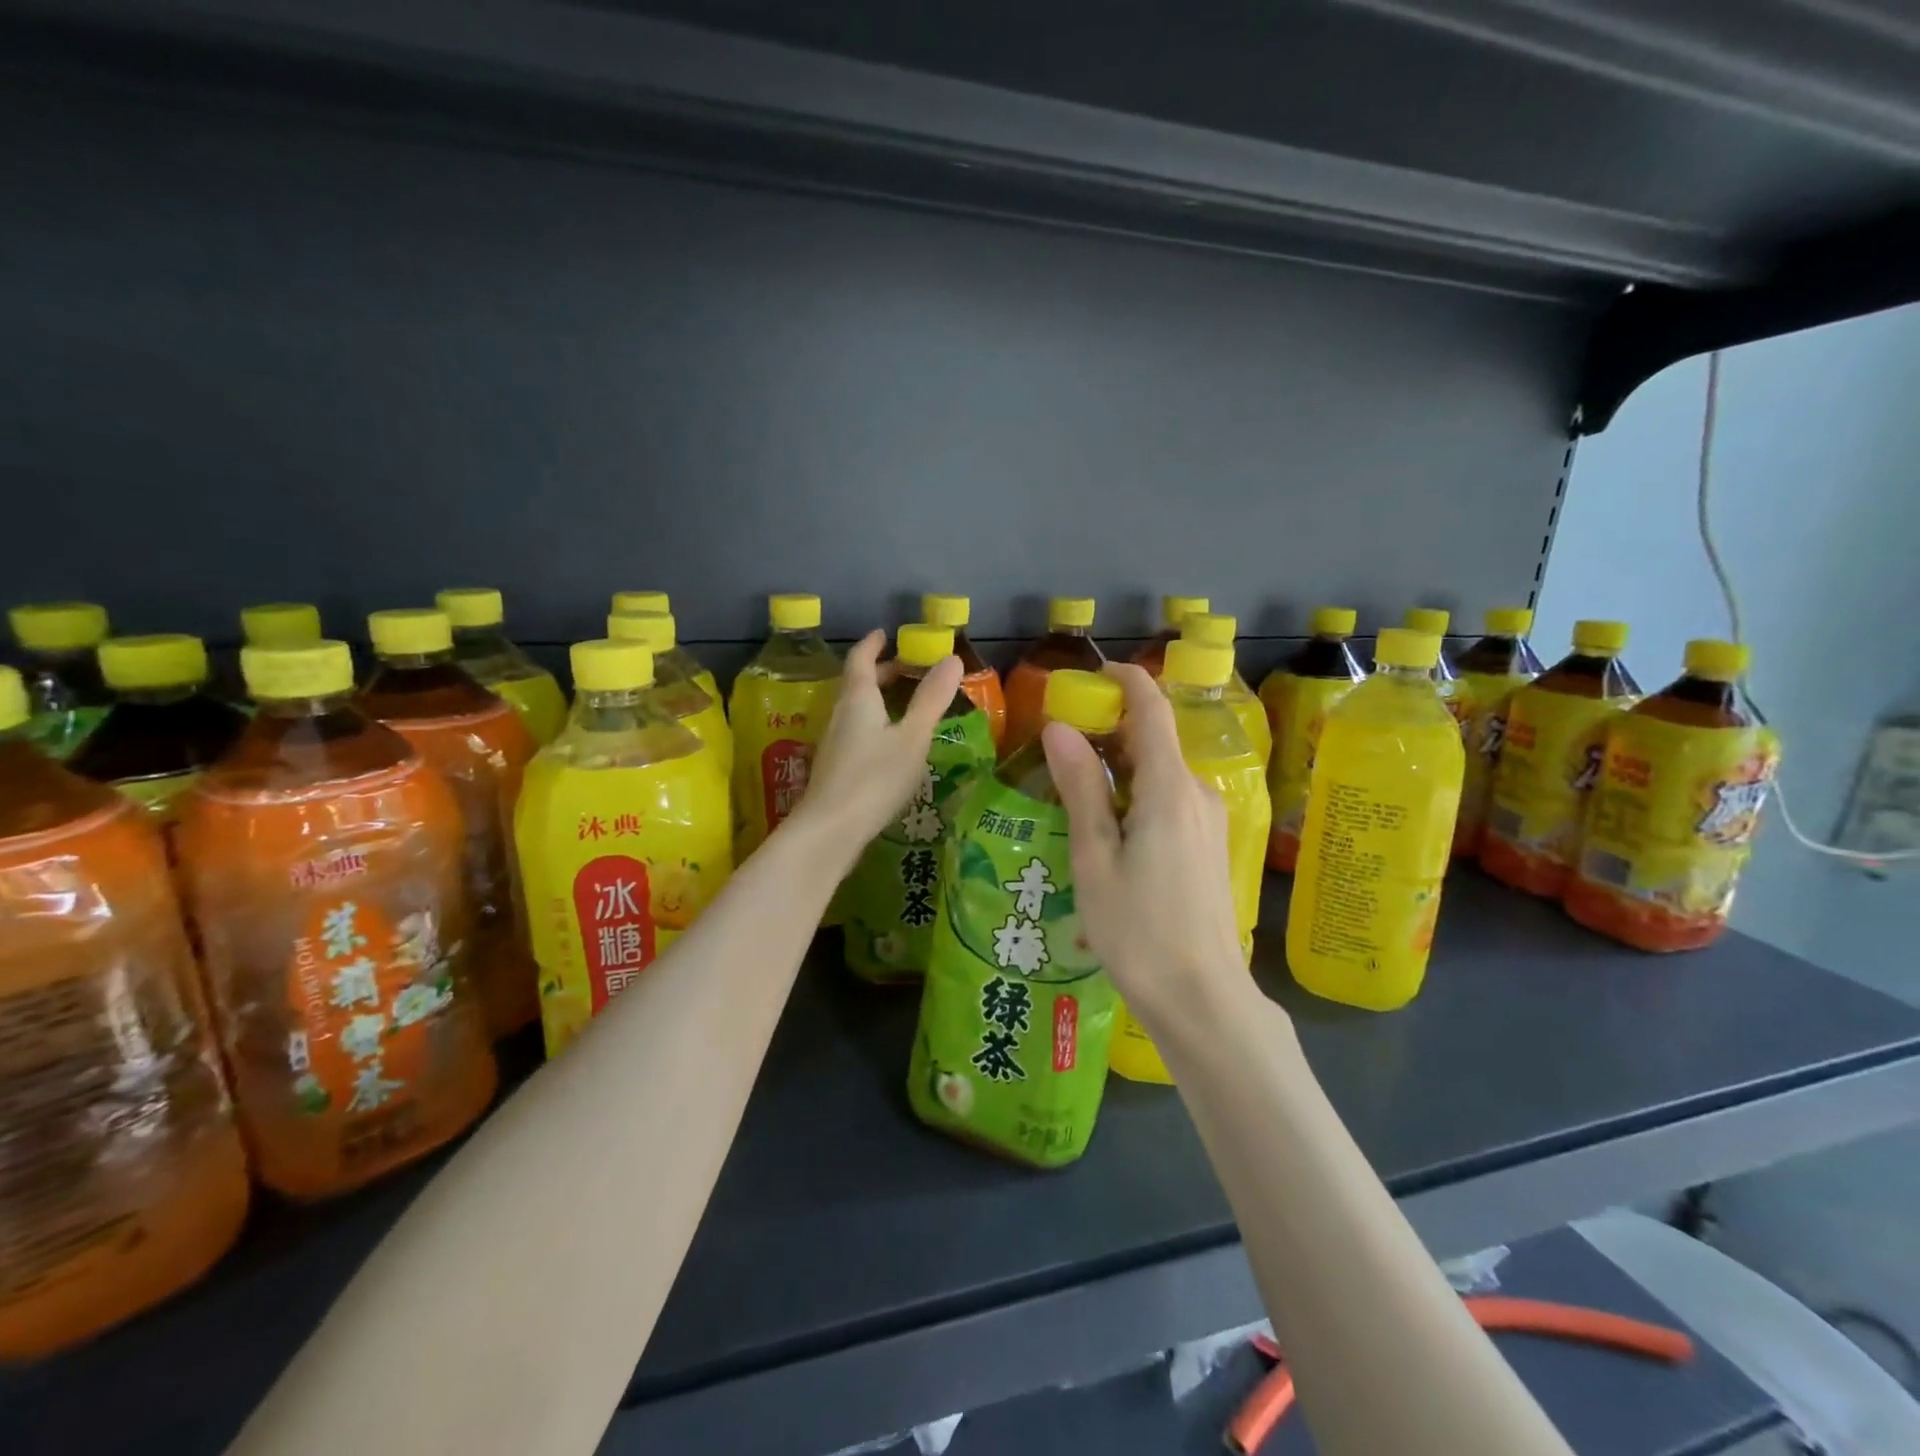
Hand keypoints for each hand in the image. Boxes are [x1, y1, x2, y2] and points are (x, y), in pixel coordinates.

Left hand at [790, 630, 963, 866]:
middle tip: (905, 668)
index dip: (873, 644)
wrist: (830, 830)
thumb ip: (931, 699)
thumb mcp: (912, 737)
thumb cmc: (874, 777)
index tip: (884, 633)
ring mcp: (834, 743)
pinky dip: (874, 724)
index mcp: (858, 699)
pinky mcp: (835, 768)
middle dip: (880, 671)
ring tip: (902, 703)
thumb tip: (951, 657)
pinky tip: (889, 744)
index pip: (861, 659)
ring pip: (855, 709)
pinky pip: (855, 731)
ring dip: (877, 699)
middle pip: (857, 684)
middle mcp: (840, 714)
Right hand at [1042, 663, 1255, 1037]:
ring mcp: (1210, 820)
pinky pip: (1172, 800)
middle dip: (1112, 730)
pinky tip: (1109, 829)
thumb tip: (1059, 727)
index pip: (1152, 710)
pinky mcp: (1211, 845)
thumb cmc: (1138, 929)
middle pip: (1156, 740)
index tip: (1093, 674)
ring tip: (1075, 791)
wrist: (1202, 997)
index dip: (1126, 682)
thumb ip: (1081, 787)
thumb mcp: (1096, 857)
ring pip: (1163, 773)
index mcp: (1170, 788)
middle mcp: (1198, 793)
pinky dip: (1138, 794)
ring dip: (1122, 768)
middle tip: (1062, 744)